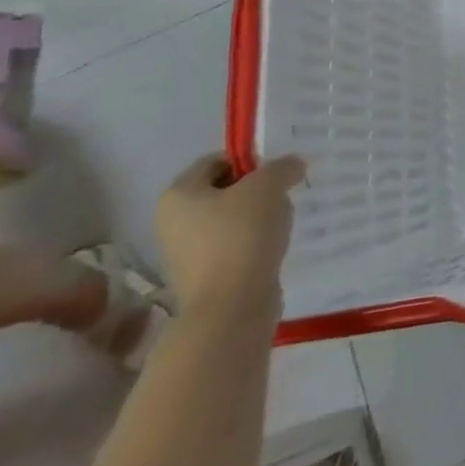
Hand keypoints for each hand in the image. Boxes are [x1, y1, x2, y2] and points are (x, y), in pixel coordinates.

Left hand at [155, 154, 304, 321]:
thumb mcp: (268, 186)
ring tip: (281, 221)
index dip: (248, 160)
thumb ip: (282, 167)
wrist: (231, 305)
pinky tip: (274, 244)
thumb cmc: (242, 235)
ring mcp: (185, 252)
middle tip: (284, 192)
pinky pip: (233, 245)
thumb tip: (292, 166)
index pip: (215, 161)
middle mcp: (173, 221)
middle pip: (222, 190)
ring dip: (257, 216)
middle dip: (256, 189)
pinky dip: (254, 241)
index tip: (277, 170)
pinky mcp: (204, 275)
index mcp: (178, 195)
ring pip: (229, 219)